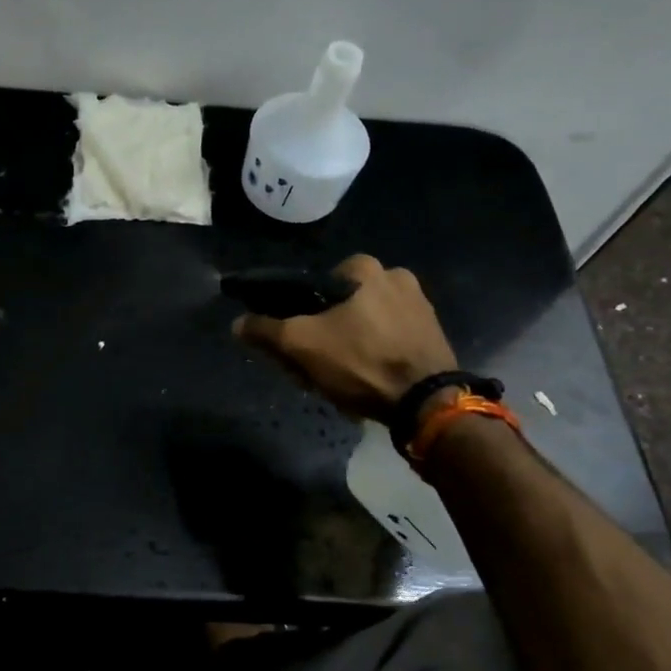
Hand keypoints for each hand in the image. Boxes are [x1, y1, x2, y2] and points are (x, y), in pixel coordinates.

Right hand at [233, 254, 454, 420]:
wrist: (425, 402)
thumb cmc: (360, 362)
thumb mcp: (301, 345)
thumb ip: (266, 330)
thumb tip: (238, 322)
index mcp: (366, 268)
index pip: (314, 285)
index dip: (297, 314)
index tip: (293, 342)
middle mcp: (397, 277)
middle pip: (339, 306)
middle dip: (322, 334)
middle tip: (312, 365)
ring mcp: (420, 306)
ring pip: (363, 324)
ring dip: (346, 346)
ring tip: (337, 379)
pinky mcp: (432, 334)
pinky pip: (387, 339)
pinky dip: (372, 354)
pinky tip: (364, 380)